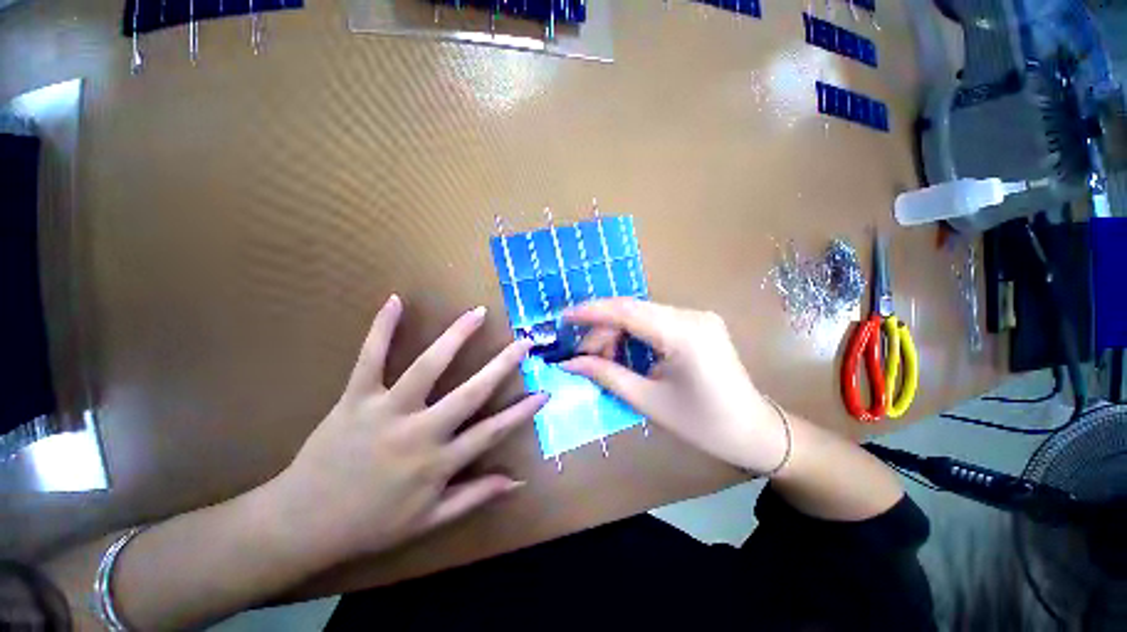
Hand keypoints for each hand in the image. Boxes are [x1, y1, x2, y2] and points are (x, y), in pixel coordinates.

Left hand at [268, 295, 545, 564]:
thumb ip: (475, 497)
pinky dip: (382, 328)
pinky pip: (370, 358)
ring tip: (478, 313)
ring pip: (428, 367)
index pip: (492, 432)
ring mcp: (387, 410)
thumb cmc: (371, 524)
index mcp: (438, 462)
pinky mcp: (356, 398)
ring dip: (456, 337)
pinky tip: (396, 301)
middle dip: (503, 365)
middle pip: (471, 392)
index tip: (544, 391)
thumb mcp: (429, 520)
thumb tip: (517, 482)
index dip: (522, 412)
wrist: (301, 524)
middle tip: (524, 342)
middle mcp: (420, 432)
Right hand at [561, 298, 786, 473]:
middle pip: (631, 311)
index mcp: (684, 334)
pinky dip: (632, 334)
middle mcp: (691, 315)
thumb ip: (606, 375)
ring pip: (640, 314)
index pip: (626, 310)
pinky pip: (653, 321)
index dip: (591, 311)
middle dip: (602, 331)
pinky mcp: (697, 323)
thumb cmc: (705, 425)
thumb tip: (569, 363)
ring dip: (616, 333)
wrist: (757, 432)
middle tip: (583, 357)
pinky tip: (623, 353)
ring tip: (602, 360)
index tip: (564, 317)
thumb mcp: (649, 401)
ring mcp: (696, 316)